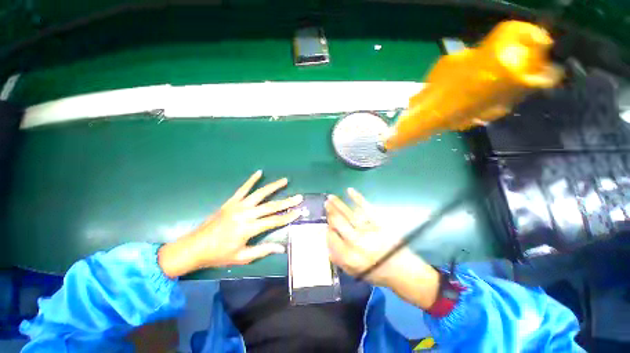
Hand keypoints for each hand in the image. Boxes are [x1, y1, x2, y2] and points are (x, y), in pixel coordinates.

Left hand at [158, 170, 301, 277]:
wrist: (194, 247)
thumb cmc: (219, 254)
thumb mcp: (242, 257)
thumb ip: (263, 250)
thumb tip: (282, 248)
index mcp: (249, 228)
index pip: (274, 221)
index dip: (288, 216)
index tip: (299, 211)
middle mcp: (245, 214)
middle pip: (271, 206)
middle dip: (287, 201)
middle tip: (299, 197)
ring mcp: (238, 206)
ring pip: (260, 193)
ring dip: (274, 187)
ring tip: (285, 181)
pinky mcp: (231, 202)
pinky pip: (243, 188)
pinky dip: (251, 180)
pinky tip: (259, 172)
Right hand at [325, 188, 439, 309]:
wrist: (404, 272)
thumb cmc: (377, 273)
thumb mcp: (354, 272)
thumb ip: (338, 259)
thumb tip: (328, 239)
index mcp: (349, 258)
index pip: (331, 238)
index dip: (327, 229)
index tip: (326, 224)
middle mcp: (356, 243)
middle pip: (338, 223)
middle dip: (330, 213)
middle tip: (326, 205)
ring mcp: (368, 231)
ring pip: (348, 214)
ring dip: (337, 204)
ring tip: (330, 198)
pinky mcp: (379, 223)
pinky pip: (365, 208)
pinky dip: (357, 198)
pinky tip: (349, 190)